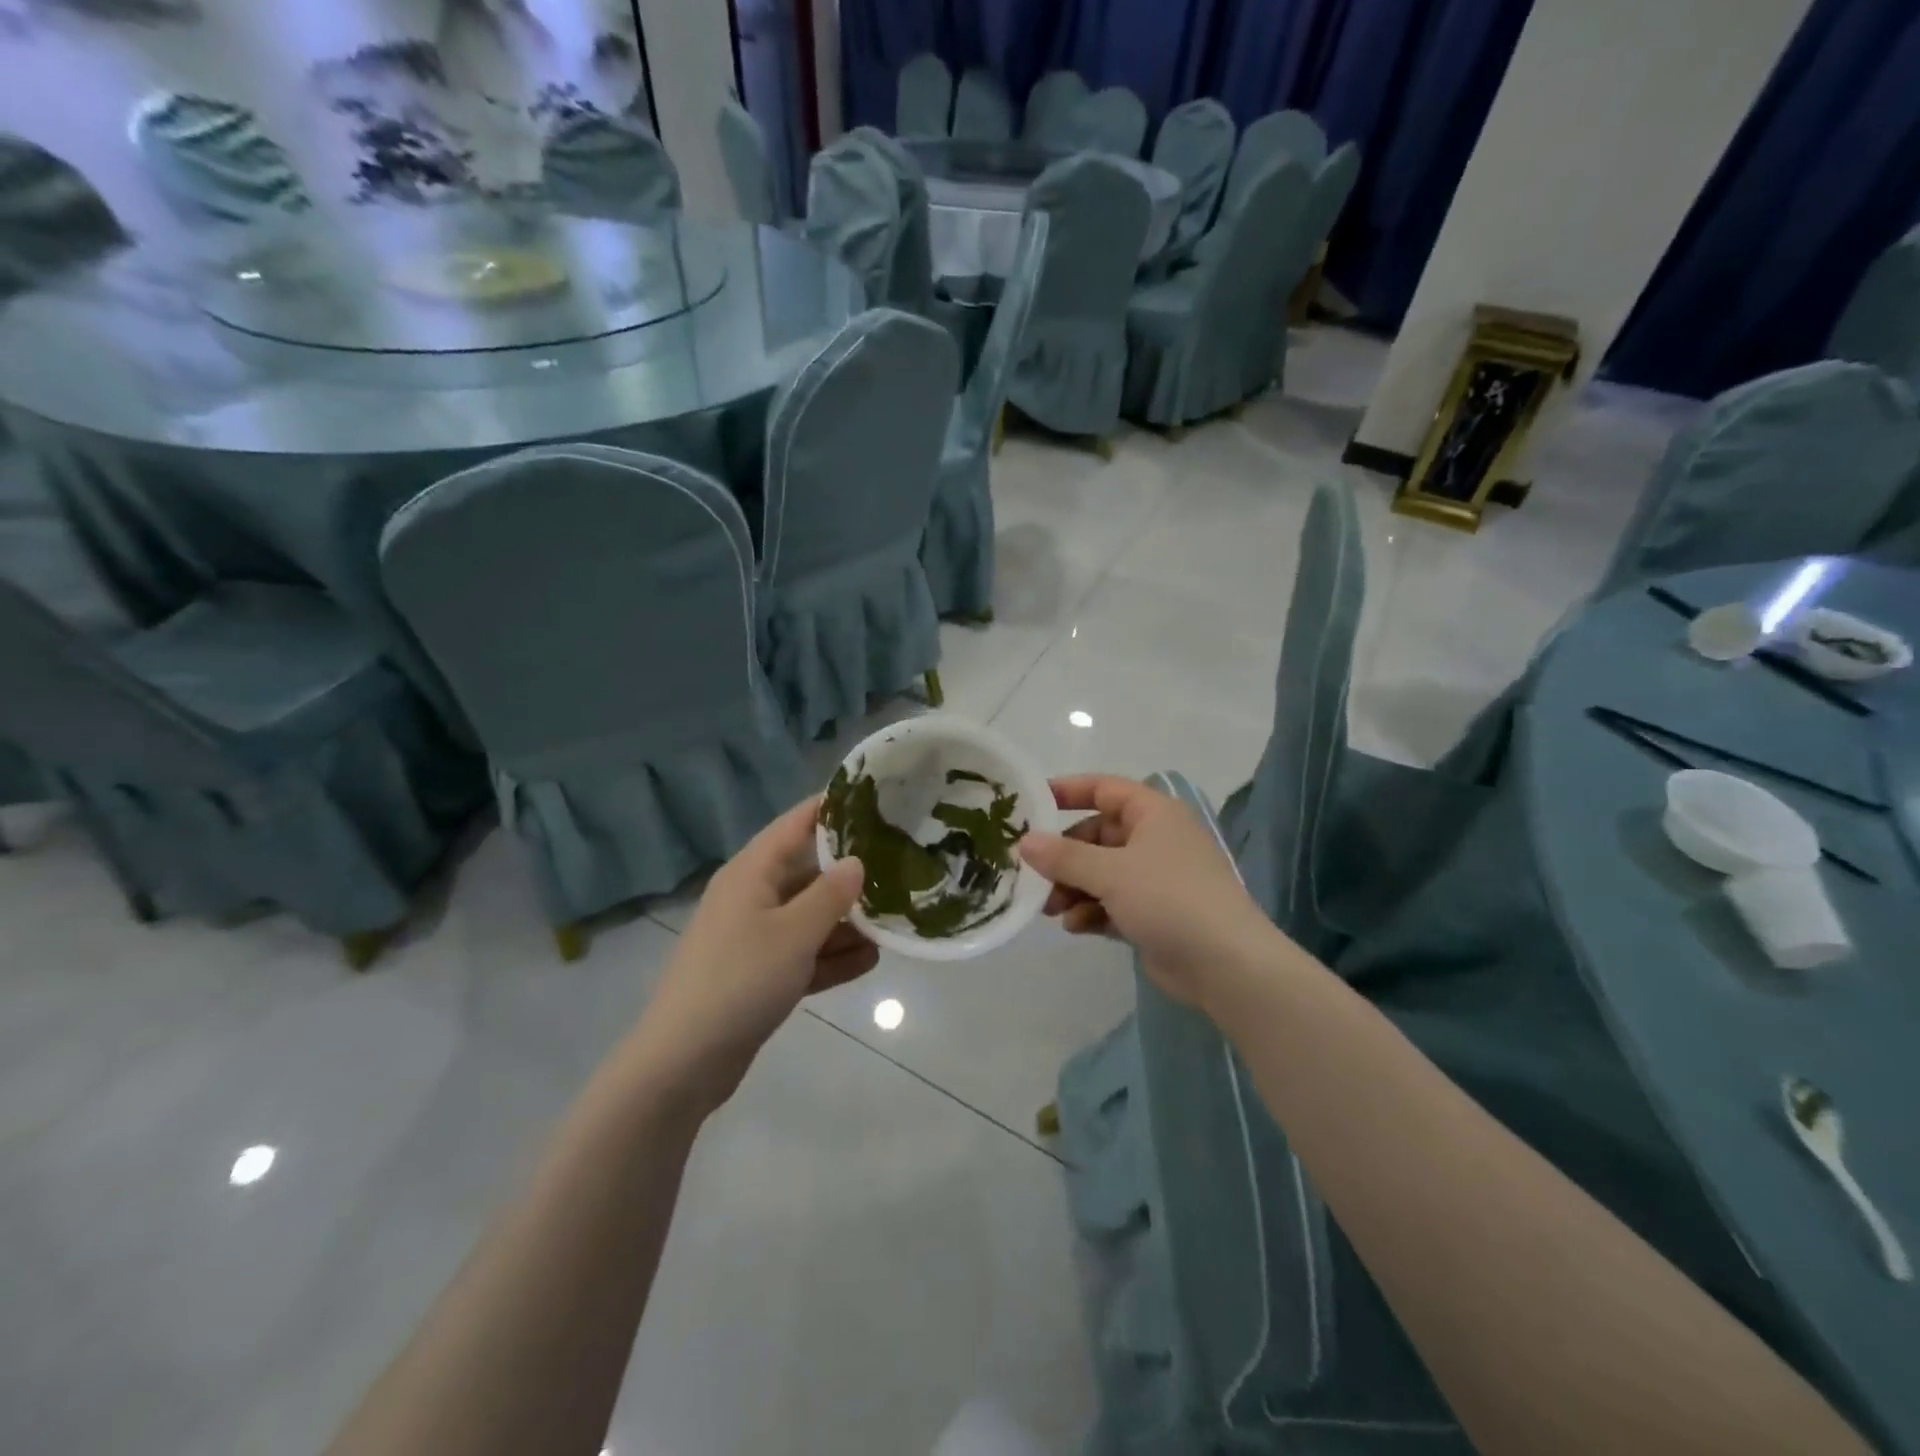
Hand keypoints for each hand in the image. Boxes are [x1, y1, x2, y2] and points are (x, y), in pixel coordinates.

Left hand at [628, 796, 875, 1113]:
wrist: (684, 1062)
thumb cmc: (740, 980)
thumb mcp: (794, 933)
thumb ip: (831, 894)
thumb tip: (857, 862)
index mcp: (752, 872)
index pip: (797, 823)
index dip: (834, 808)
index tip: (878, 800)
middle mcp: (752, 896)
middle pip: (808, 871)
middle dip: (851, 872)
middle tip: (901, 865)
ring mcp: (754, 937)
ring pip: (810, 915)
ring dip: (847, 920)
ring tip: (894, 920)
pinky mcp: (759, 974)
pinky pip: (803, 953)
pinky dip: (831, 955)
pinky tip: (870, 961)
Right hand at [1018, 774, 1279, 1009]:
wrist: (1226, 964)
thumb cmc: (1168, 898)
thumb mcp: (1110, 872)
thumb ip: (1063, 856)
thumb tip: (1024, 842)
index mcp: (1153, 813)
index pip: (1104, 788)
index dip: (1067, 791)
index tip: (1031, 804)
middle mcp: (1155, 840)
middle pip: (1097, 836)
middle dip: (1064, 856)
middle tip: (1033, 874)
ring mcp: (1156, 879)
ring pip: (1101, 873)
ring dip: (1074, 888)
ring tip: (1051, 909)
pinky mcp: (1154, 914)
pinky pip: (1112, 903)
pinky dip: (1092, 910)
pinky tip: (1075, 927)